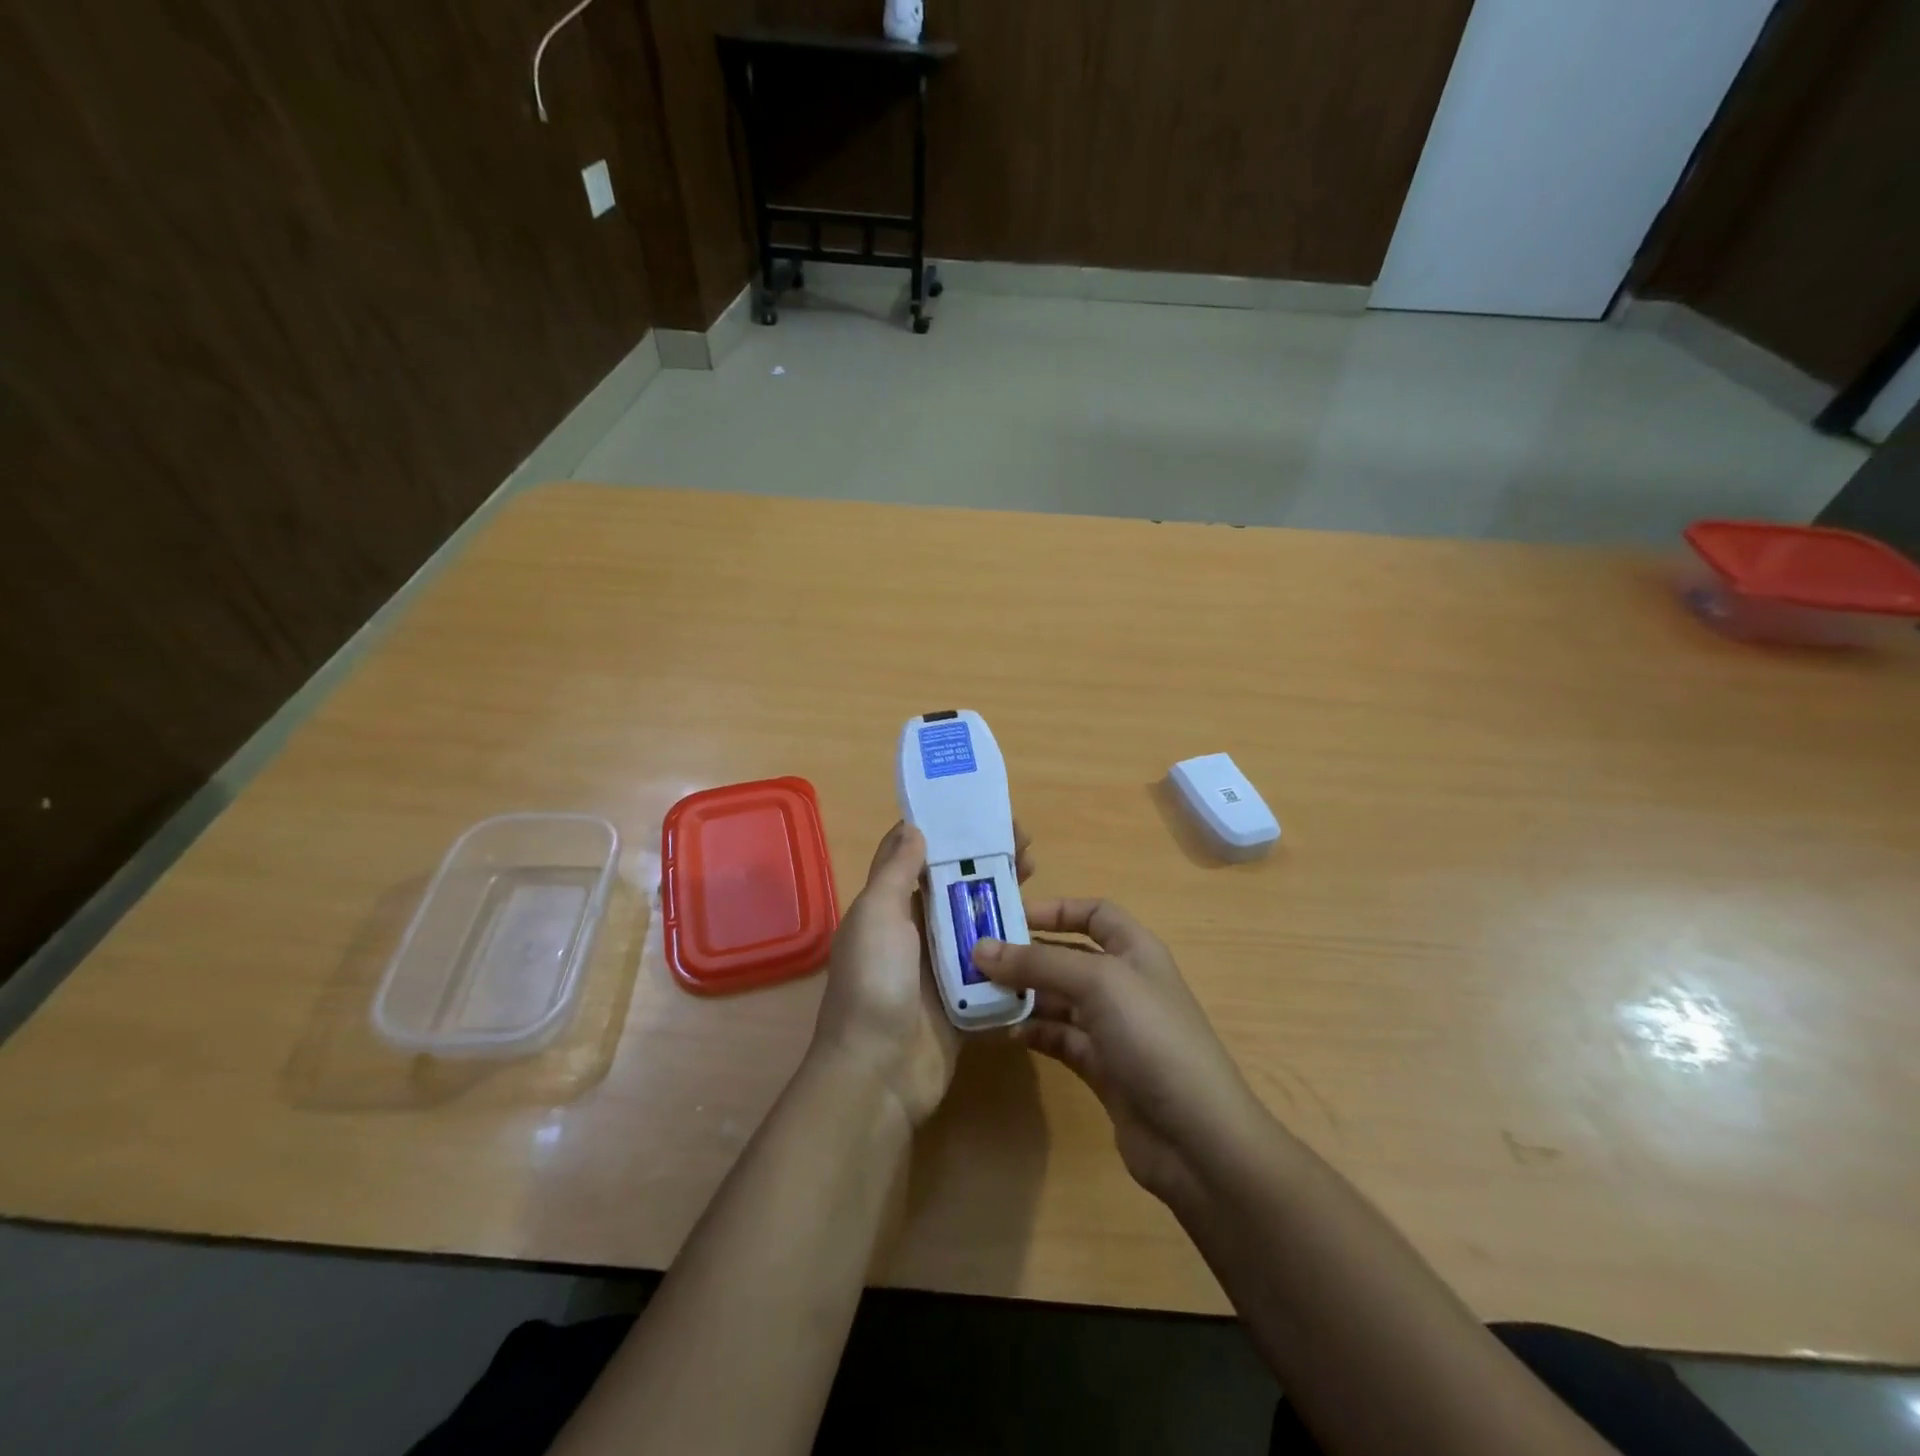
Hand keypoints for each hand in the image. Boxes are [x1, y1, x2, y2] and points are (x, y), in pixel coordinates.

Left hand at [809, 822, 1032, 1127]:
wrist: (878, 1073)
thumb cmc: (874, 983)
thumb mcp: (876, 915)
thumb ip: (895, 871)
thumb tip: (913, 826)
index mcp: (890, 906)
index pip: (921, 856)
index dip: (950, 832)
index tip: (985, 816)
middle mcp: (916, 930)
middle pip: (956, 885)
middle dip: (987, 862)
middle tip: (1026, 847)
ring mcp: (942, 964)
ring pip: (978, 920)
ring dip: (1005, 897)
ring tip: (1038, 876)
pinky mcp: (966, 996)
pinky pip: (994, 963)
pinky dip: (1014, 944)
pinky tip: (1042, 927)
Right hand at [973, 901, 1265, 1205]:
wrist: (1196, 1137)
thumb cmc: (1152, 1037)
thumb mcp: (1097, 983)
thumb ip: (1038, 962)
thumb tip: (980, 948)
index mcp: (1135, 951)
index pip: (1094, 913)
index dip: (1056, 909)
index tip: (1009, 915)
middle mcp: (1124, 983)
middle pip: (1068, 956)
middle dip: (1026, 955)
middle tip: (976, 959)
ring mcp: (1114, 1028)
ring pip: (1059, 1000)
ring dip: (1023, 995)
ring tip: (978, 996)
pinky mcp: (1103, 1068)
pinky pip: (1059, 1038)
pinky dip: (1034, 1032)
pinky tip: (1006, 1033)